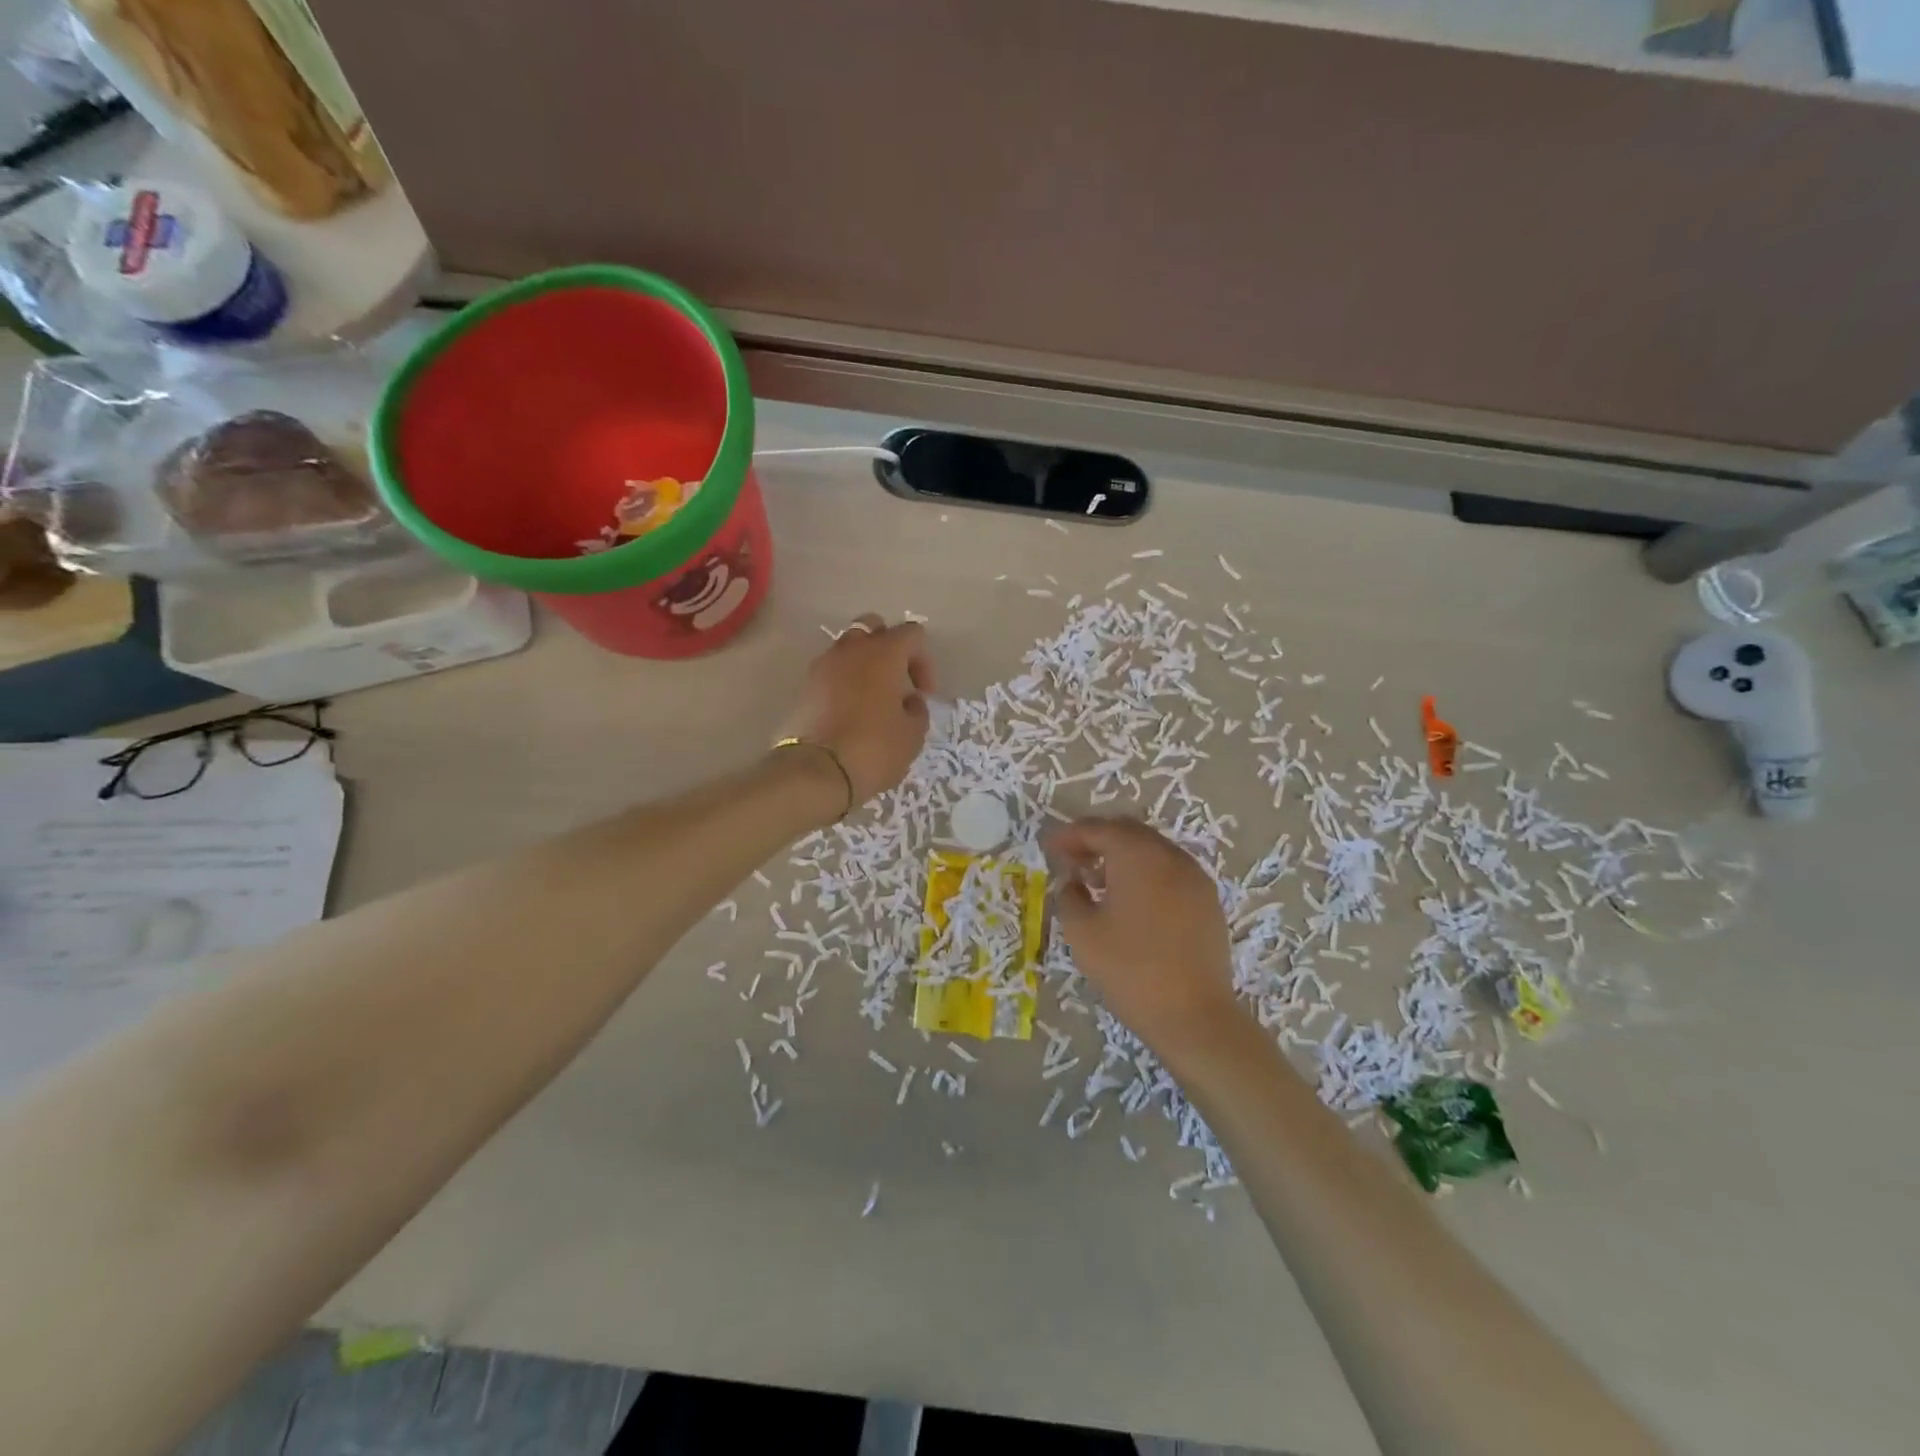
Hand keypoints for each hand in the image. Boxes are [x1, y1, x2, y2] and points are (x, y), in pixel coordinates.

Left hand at [782, 614, 934, 808]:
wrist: (817, 772)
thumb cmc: (874, 748)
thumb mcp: (913, 734)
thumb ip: (917, 710)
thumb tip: (909, 701)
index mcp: (884, 652)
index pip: (912, 633)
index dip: (924, 661)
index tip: (924, 694)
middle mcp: (852, 648)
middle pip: (874, 627)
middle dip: (889, 648)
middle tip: (897, 681)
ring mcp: (824, 665)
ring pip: (849, 648)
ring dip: (864, 664)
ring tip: (874, 698)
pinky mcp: (806, 686)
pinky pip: (832, 671)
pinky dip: (844, 681)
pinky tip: (852, 711)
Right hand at [1043, 817, 1245, 1066]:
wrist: (1194, 1015)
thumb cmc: (1129, 970)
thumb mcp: (1082, 933)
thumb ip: (1069, 896)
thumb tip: (1072, 882)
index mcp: (1137, 855)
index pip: (1098, 829)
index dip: (1069, 835)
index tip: (1048, 848)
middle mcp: (1169, 856)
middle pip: (1128, 832)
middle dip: (1097, 840)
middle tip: (1072, 859)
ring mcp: (1194, 877)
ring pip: (1152, 850)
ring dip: (1122, 856)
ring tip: (1098, 881)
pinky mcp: (1208, 901)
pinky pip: (1170, 872)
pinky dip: (1146, 874)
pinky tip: (1131, 901)